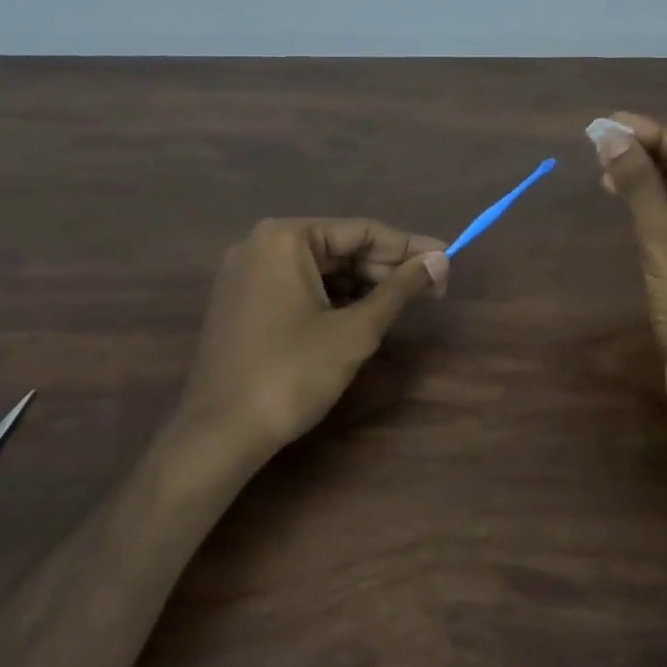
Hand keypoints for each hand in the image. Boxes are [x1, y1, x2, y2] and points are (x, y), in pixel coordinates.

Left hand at [177, 218, 449, 457]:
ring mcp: (246, 272)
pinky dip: (332, 298)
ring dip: (362, 284)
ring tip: (403, 304)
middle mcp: (261, 243)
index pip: (362, 231)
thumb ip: (400, 289)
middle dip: (386, 268)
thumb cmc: (291, 374)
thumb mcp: (355, 331)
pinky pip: (298, 286)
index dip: (410, 247)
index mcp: (286, 237)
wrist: (218, 435)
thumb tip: (441, 260)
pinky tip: (361, 316)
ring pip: (320, 269)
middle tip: (431, 289)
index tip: (448, 260)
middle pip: (340, 247)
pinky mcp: (241, 300)